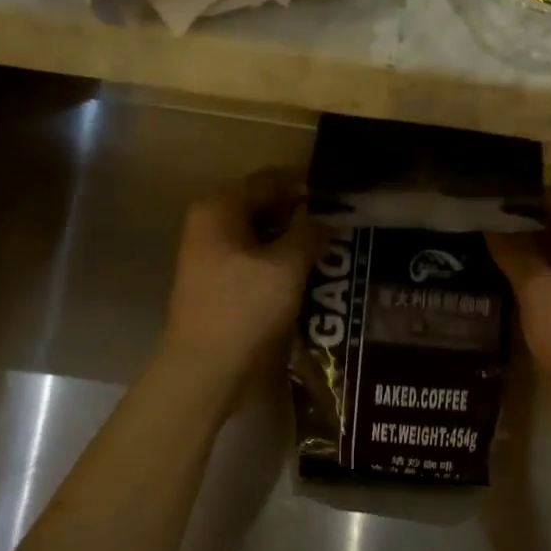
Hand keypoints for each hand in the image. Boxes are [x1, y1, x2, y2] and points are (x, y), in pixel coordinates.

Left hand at [161, 169, 326, 384]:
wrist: (206, 370)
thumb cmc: (245, 309)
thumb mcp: (287, 266)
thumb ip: (310, 232)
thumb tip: (328, 217)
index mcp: (219, 208)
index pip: (270, 179)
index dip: (307, 186)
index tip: (343, 199)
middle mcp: (210, 224)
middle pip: (264, 206)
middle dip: (302, 215)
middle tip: (342, 227)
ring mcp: (211, 256)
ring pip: (262, 235)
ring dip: (294, 241)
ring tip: (331, 250)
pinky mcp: (218, 283)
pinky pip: (256, 260)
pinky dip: (281, 262)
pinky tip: (309, 275)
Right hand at [486, 188, 550, 420]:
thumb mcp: (540, 291)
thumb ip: (515, 253)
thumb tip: (488, 223)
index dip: (524, 195)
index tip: (484, 195)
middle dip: (519, 222)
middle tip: (474, 217)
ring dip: (521, 249)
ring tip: (477, 241)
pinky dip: (528, 274)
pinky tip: (495, 273)